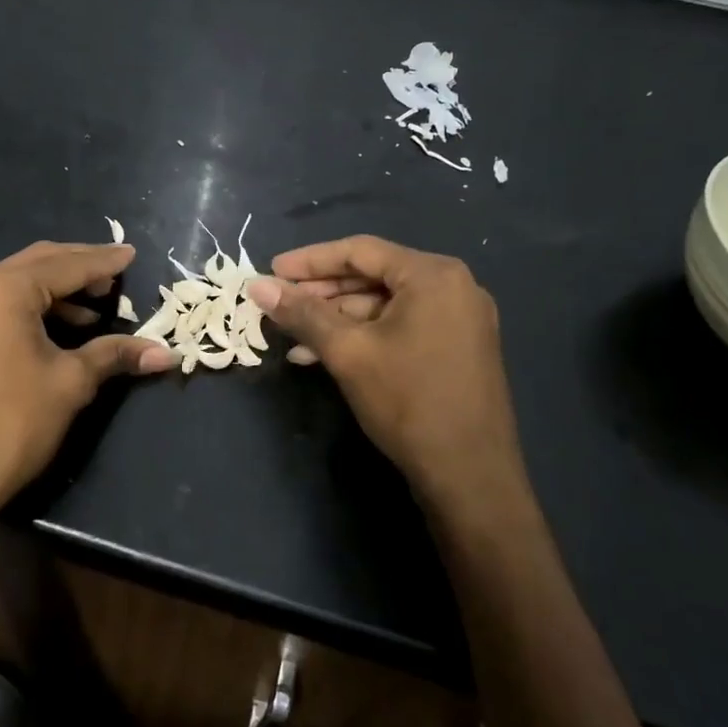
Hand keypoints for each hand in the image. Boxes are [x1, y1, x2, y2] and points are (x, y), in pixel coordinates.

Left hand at [0, 241, 173, 526]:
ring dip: (58, 289)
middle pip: (39, 263)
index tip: (133, 254)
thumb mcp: (70, 383)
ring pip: (19, 283)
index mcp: (5, 289)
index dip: (104, 261)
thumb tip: (165, 353)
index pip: (66, 265)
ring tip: (97, 306)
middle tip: (117, 275)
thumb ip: (115, 355)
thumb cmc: (10, 423)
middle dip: (80, 267)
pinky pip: (2, 305)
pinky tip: (62, 329)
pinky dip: (36, 307)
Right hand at [246, 236, 524, 513]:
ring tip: (295, 338)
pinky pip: (402, 327)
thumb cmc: (408, 401)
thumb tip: (257, 286)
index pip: (360, 251)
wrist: (470, 475)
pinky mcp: (458, 348)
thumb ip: (302, 313)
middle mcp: (453, 286)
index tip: (271, 271)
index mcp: (433, 274)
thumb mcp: (348, 352)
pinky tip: (326, 355)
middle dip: (322, 292)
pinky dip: (364, 336)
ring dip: (338, 319)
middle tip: (279, 304)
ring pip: (385, 306)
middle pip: (373, 276)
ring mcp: (460, 319)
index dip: (310, 260)